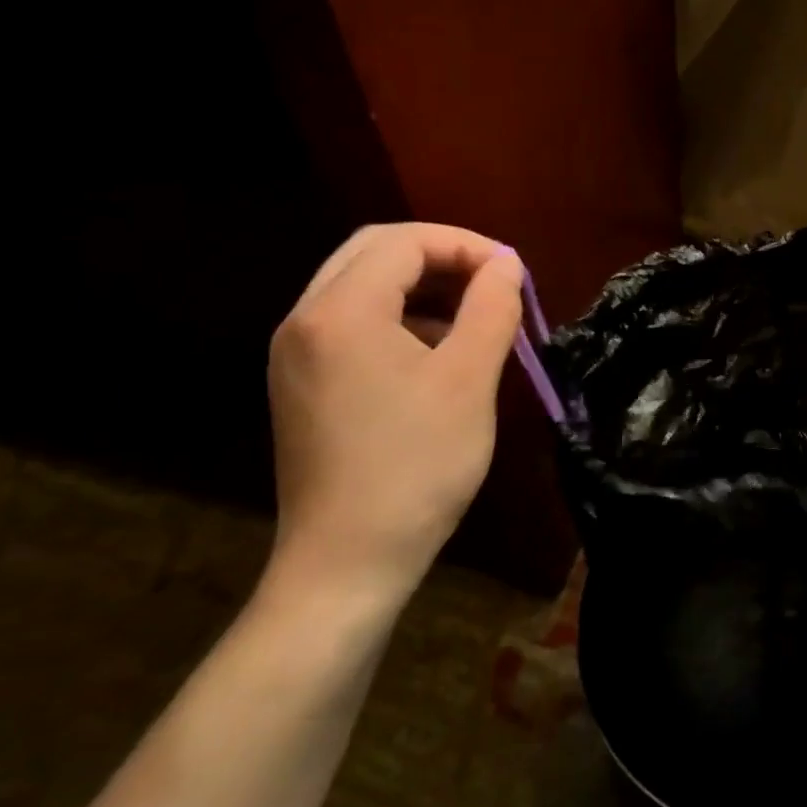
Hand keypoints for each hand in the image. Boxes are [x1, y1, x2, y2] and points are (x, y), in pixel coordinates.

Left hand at [264, 223, 524, 602]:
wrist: (346, 565)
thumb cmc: (416, 467)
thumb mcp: (469, 380)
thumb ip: (491, 307)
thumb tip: (506, 265)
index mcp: (340, 311)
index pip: (404, 241)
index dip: (465, 244)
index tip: (511, 273)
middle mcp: (305, 320)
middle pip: (374, 252)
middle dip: (439, 255)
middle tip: (490, 280)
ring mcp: (295, 354)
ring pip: (360, 286)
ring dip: (419, 286)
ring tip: (472, 315)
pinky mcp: (300, 384)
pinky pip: (350, 323)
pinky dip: (397, 318)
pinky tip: (436, 352)